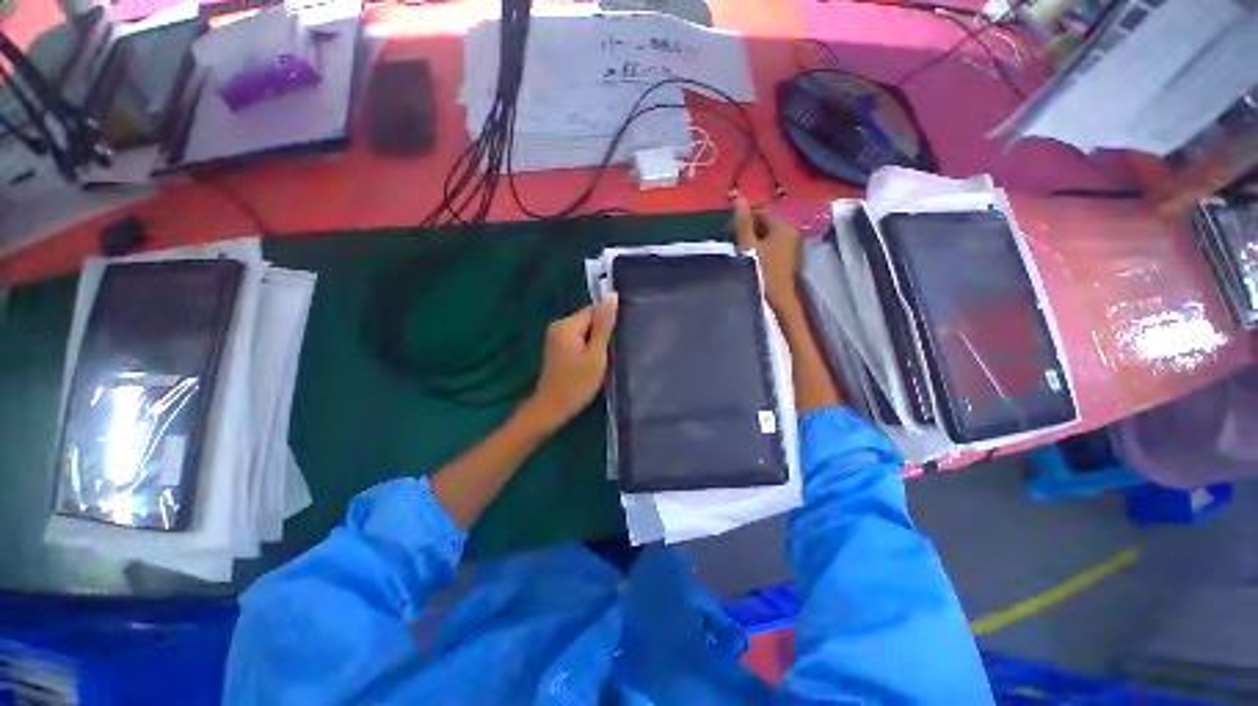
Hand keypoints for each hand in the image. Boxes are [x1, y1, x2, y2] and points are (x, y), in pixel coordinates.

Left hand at [520, 296, 618, 433]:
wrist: (552, 408)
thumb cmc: (577, 384)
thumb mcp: (596, 355)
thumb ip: (604, 326)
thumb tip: (611, 296)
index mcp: (566, 325)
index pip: (594, 310)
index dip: (607, 324)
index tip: (613, 341)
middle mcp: (558, 325)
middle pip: (588, 319)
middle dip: (601, 333)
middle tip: (606, 354)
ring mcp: (555, 336)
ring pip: (584, 330)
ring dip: (595, 341)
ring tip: (600, 360)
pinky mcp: (557, 346)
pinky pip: (577, 338)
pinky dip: (586, 347)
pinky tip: (590, 362)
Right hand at [732, 197, 802, 312]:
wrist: (778, 298)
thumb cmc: (762, 272)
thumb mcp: (748, 247)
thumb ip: (743, 223)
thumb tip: (739, 198)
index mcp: (783, 225)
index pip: (761, 212)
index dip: (744, 219)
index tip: (730, 232)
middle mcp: (792, 230)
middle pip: (766, 223)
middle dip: (749, 230)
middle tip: (735, 243)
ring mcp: (793, 243)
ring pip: (769, 234)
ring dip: (755, 239)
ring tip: (742, 252)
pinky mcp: (790, 255)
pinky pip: (774, 244)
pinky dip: (763, 247)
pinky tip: (753, 258)